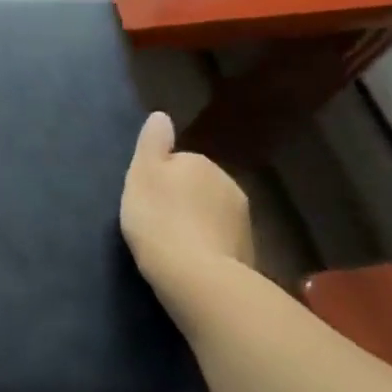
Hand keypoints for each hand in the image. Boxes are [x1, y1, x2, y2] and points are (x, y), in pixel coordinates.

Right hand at [119, 111, 253, 305]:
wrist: (196, 276)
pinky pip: (220, 240)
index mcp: (200, 163)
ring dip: (195, 223)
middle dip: (181, 200)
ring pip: (210, 213)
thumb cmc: (159, 218)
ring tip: (172, 244)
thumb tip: (161, 115)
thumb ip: (152, 142)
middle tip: (156, 222)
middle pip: (196, 186)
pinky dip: (208, 246)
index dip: (158, 179)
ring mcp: (243, 220)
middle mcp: (228, 184)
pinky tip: (191, 261)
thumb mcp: (142, 173)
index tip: (145, 199)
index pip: (176, 162)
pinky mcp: (249, 252)